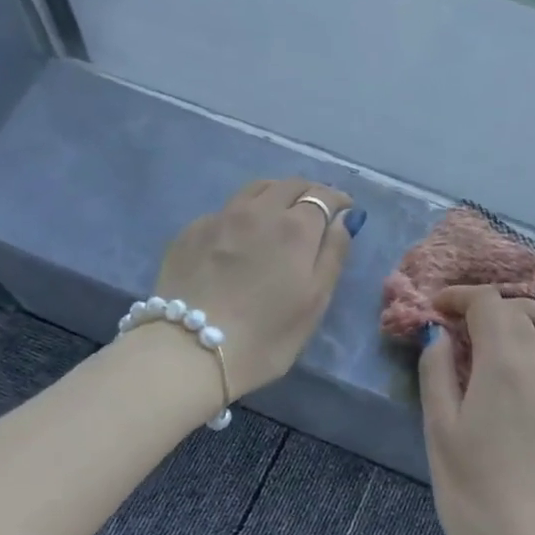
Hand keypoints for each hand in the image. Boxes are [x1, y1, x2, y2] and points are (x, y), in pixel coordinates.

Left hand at [152, 178, 357, 398]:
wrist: (188, 350)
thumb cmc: (266, 334)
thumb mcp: (315, 301)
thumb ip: (333, 253)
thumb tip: (342, 219)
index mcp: (295, 227)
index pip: (322, 196)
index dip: (337, 199)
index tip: (345, 209)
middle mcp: (259, 210)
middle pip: (289, 184)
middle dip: (308, 192)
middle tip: (316, 209)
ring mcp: (221, 217)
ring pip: (255, 189)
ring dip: (276, 193)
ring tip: (280, 211)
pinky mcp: (191, 231)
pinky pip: (226, 209)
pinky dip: (244, 213)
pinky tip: (240, 235)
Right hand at [419, 286, 534, 534]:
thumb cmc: (474, 493)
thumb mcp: (440, 431)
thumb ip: (438, 373)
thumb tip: (439, 335)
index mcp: (506, 364)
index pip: (489, 304)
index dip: (461, 296)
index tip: (438, 308)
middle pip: (522, 310)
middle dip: (489, 306)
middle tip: (462, 323)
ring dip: (530, 315)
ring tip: (504, 332)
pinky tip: (534, 363)